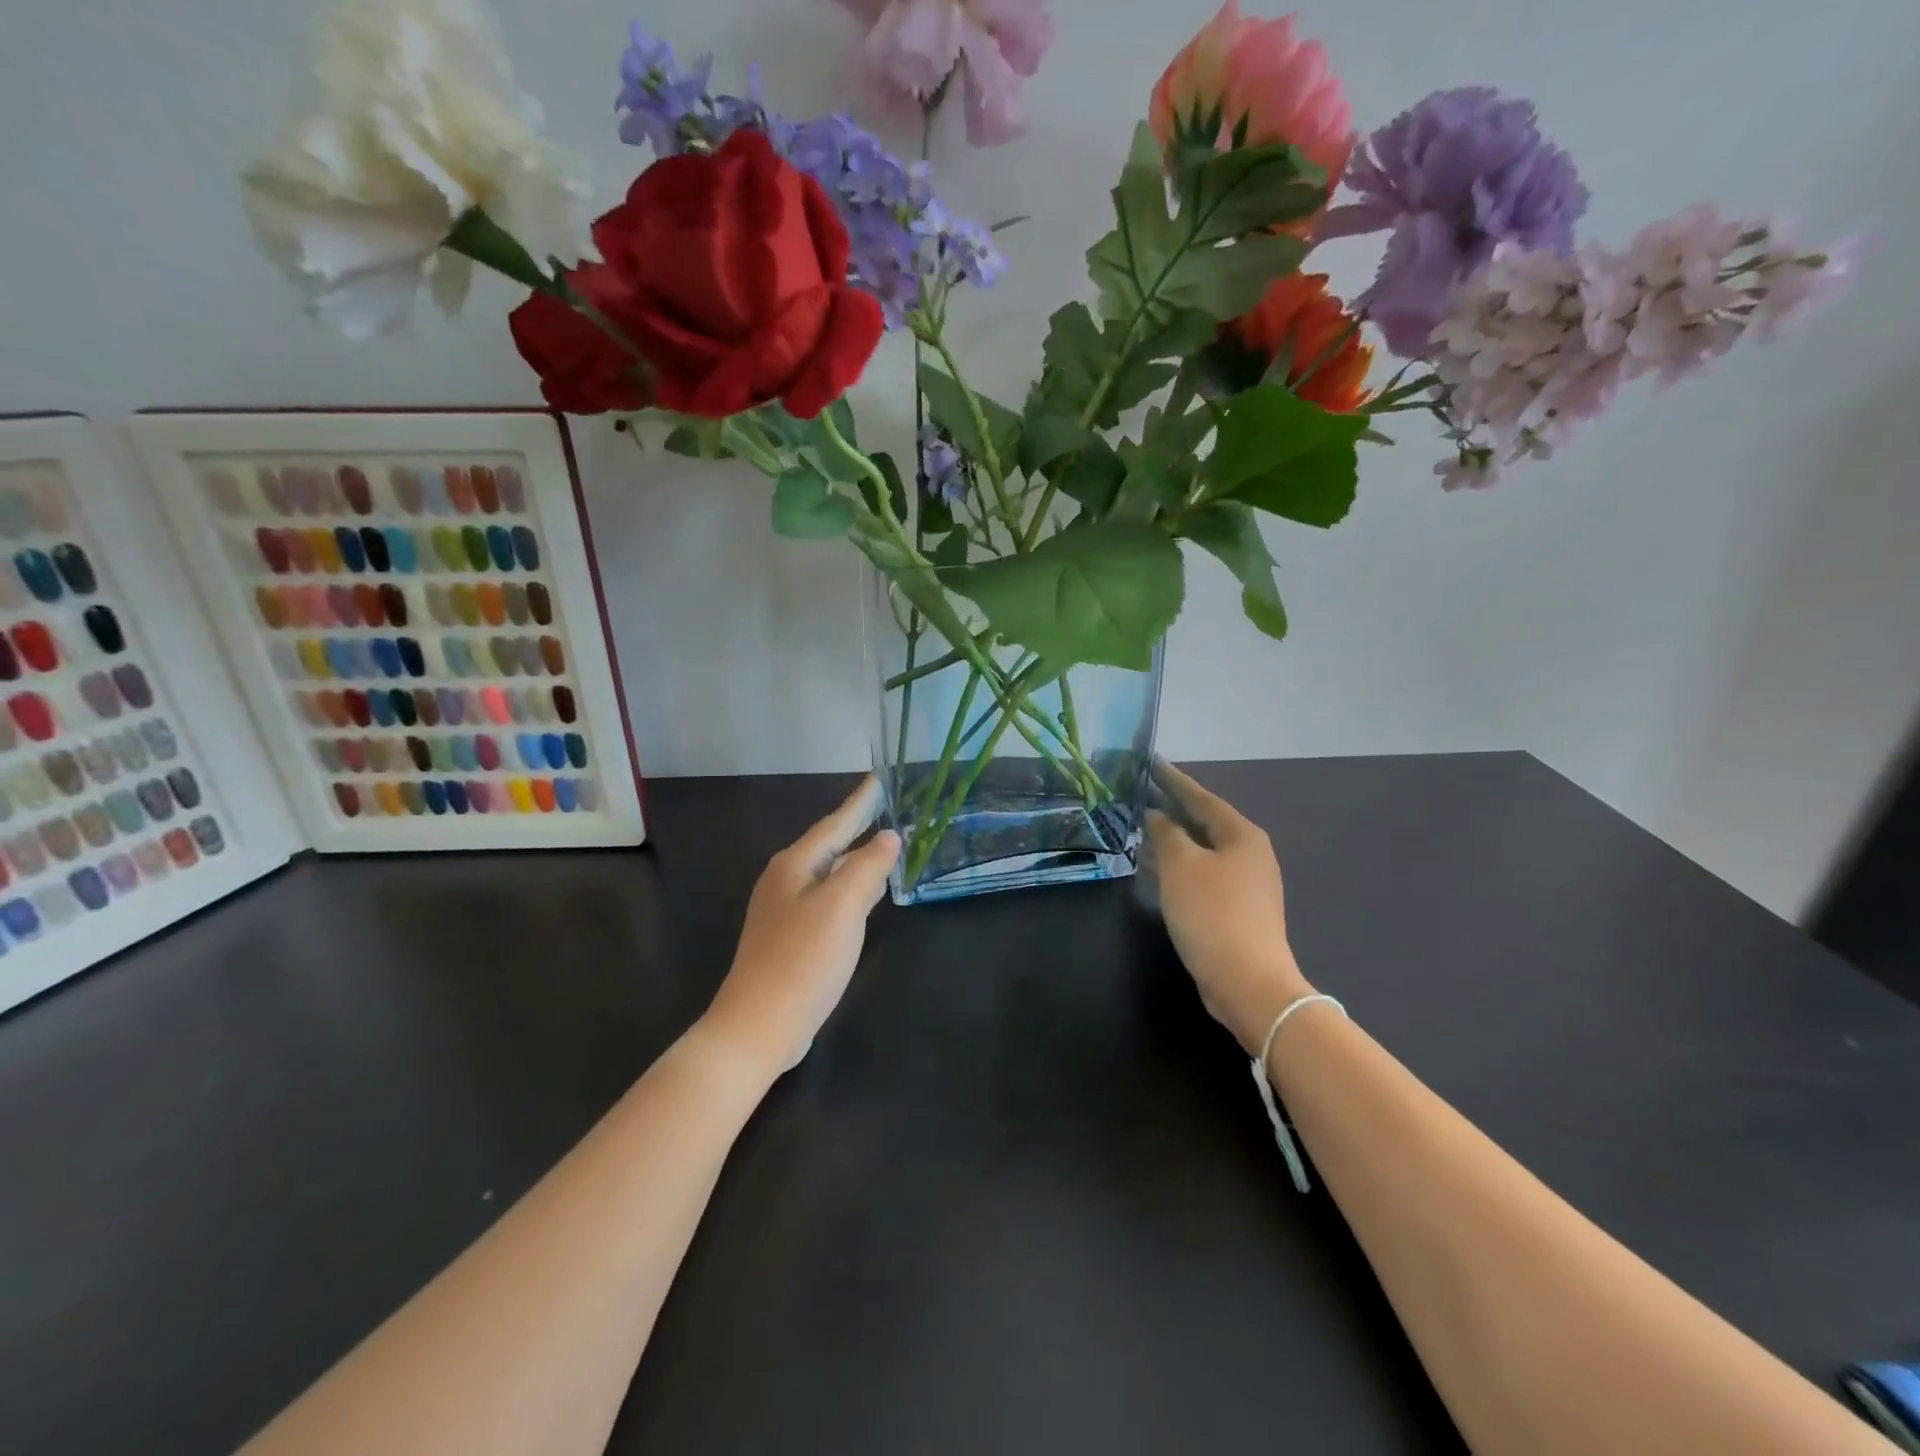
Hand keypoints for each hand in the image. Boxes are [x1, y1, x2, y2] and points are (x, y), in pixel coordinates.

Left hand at [701, 777, 900, 1077]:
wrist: (759, 1025)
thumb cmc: (803, 959)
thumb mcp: (842, 907)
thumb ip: (867, 866)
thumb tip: (888, 837)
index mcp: (794, 866)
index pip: (834, 824)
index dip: (859, 803)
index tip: (879, 779)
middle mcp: (786, 882)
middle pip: (830, 846)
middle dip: (858, 828)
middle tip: (888, 810)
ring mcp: (786, 912)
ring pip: (830, 874)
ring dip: (857, 860)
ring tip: (885, 848)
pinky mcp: (792, 939)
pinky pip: (829, 900)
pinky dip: (852, 890)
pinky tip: (867, 898)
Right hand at [1145, 762, 1311, 1055]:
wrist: (1247, 981)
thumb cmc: (1212, 913)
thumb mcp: (1181, 866)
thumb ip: (1166, 833)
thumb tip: (1157, 815)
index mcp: (1241, 835)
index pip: (1201, 797)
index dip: (1173, 780)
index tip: (1150, 761)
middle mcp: (1249, 853)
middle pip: (1203, 822)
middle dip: (1171, 809)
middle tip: (1138, 793)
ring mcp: (1245, 883)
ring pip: (1201, 850)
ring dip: (1171, 839)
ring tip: (1138, 826)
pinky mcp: (1236, 909)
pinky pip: (1201, 874)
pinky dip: (1178, 865)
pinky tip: (1154, 867)